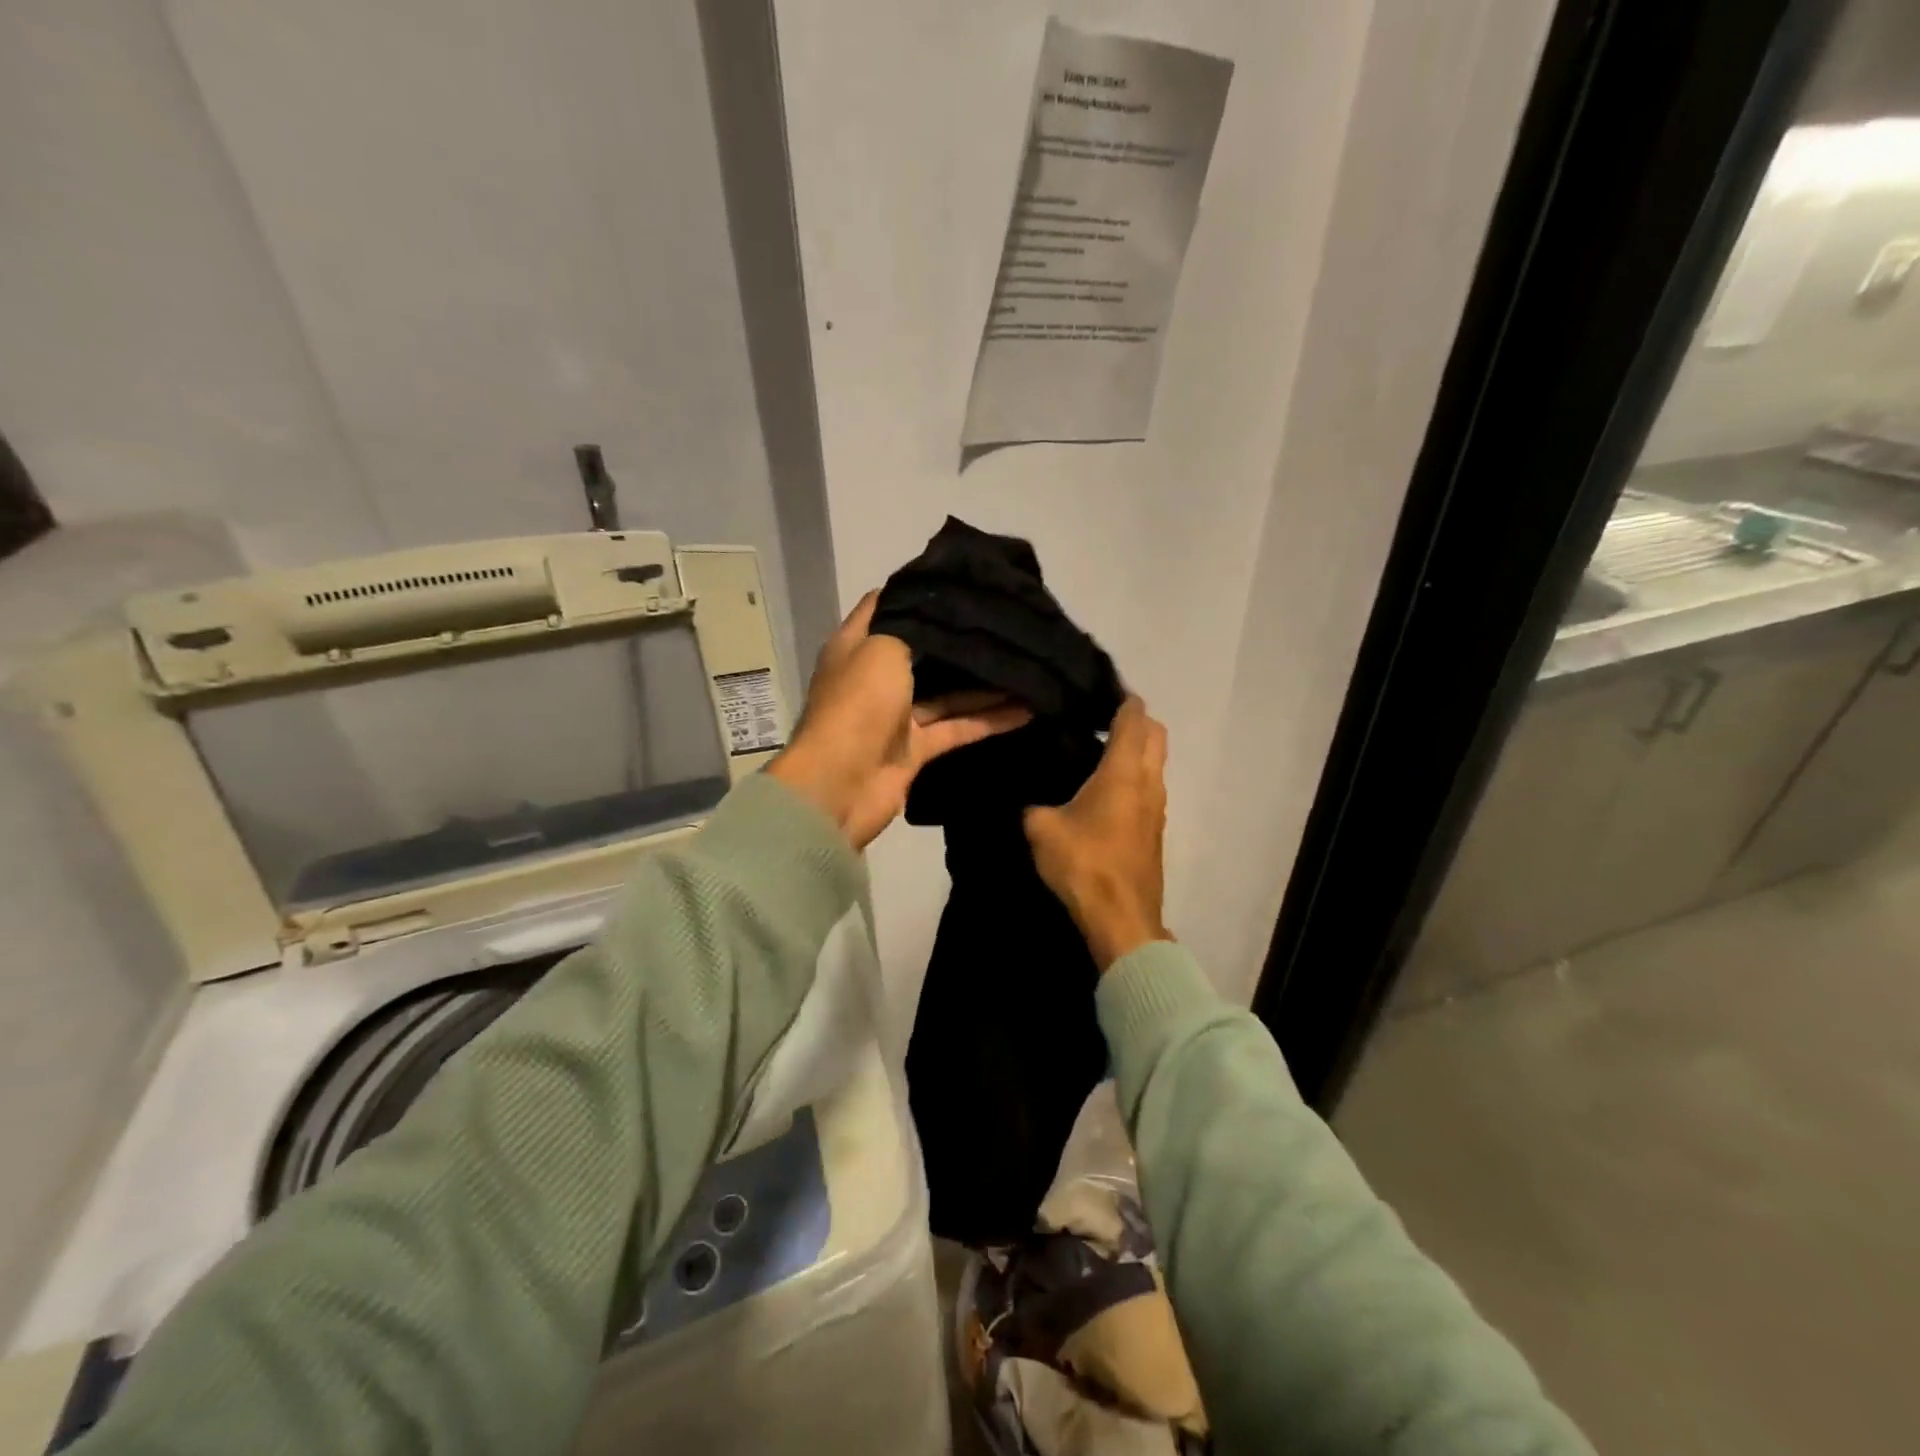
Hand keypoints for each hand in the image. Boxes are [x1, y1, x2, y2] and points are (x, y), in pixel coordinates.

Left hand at [768, 593, 1029, 848]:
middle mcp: (876, 677)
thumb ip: (913, 627)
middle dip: (959, 639)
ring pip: (947, 694)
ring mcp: (897, 716)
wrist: (840, 786)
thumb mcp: (881, 647)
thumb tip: (939, 606)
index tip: (962, 579)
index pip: (888, 607)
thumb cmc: (857, 704)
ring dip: (985, 685)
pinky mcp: (916, 749)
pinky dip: (989, 720)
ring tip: (1027, 665)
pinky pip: (958, 728)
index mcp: (857, 647)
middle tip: (1005, 621)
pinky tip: (1026, 709)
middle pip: (923, 652)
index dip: (919, 591)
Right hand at [1024, 696, 1170, 970]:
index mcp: (1124, 771)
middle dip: (1134, 720)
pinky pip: (1149, 788)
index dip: (1121, 697)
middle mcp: (1149, 782)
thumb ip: (1033, 805)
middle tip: (1097, 719)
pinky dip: (1133, 776)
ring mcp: (1158, 808)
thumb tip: (1029, 800)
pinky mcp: (1155, 831)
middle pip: (1155, 734)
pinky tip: (1102, 790)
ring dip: (1136, 750)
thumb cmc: (1084, 864)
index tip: (1098, 689)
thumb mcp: (1041, 828)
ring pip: (1155, 763)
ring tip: (1095, 751)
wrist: (1121, 920)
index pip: (1134, 717)